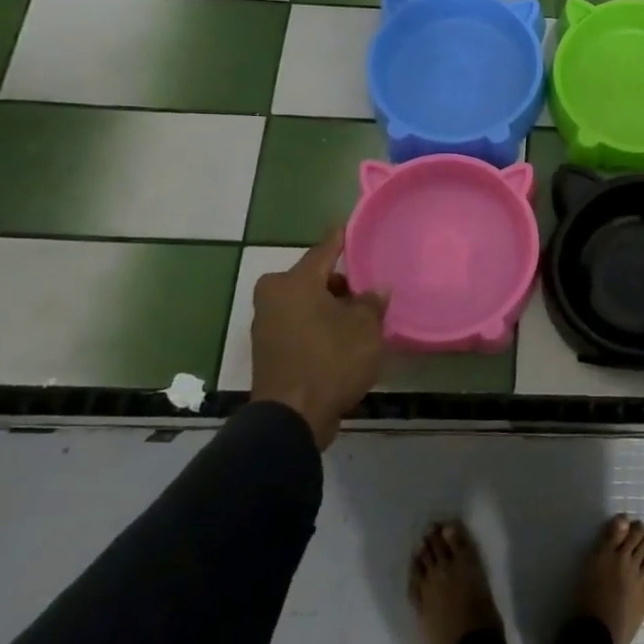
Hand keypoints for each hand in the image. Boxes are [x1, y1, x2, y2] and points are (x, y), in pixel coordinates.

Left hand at [250, 227, 387, 447]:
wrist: (292, 418)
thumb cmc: (330, 360)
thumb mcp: (364, 328)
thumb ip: (372, 302)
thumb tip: (377, 289)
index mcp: (294, 282)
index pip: (325, 249)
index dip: (342, 237)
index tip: (352, 225)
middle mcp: (274, 296)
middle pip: (314, 278)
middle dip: (340, 282)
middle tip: (368, 287)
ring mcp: (267, 324)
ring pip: (306, 302)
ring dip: (329, 306)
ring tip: (360, 315)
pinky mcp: (269, 350)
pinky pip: (299, 325)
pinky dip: (318, 325)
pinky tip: (343, 336)